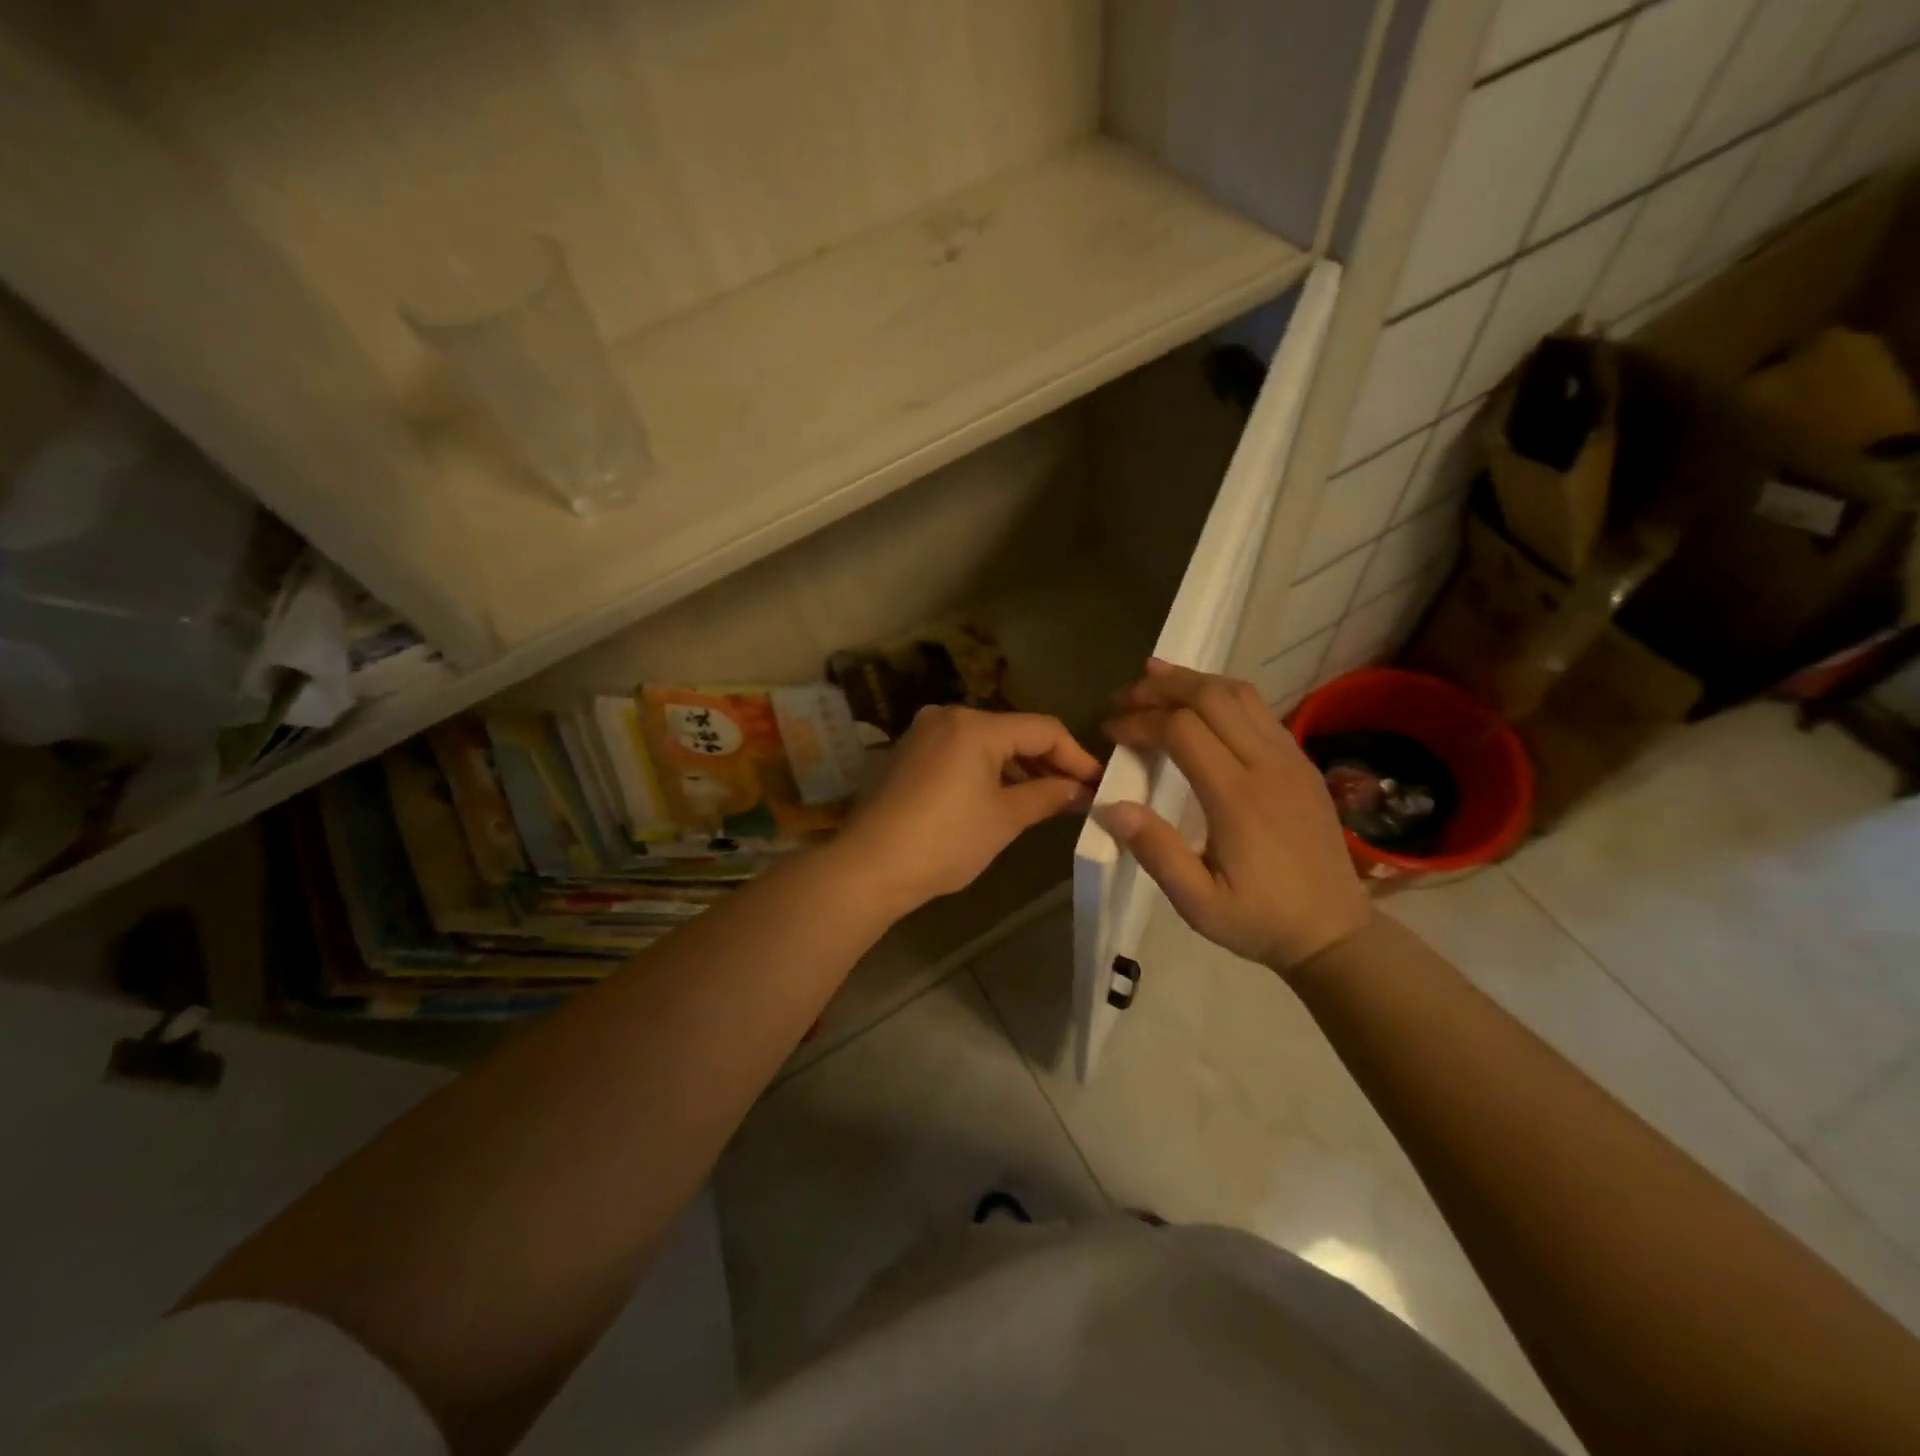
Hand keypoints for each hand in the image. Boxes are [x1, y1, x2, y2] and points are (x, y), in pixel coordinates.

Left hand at [833, 706, 1101, 916]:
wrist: (868, 867)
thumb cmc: (944, 841)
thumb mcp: (1004, 819)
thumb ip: (1048, 796)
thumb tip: (1082, 790)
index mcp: (976, 725)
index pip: (1043, 729)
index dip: (1076, 755)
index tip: (1099, 783)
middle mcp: (948, 716)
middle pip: (1013, 731)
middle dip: (1047, 761)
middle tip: (1077, 793)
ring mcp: (924, 733)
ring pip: (986, 742)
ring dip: (1017, 766)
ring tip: (1046, 797)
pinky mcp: (909, 753)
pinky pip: (961, 752)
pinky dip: (987, 769)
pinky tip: (1003, 794)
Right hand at [1103, 660, 1371, 974]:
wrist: (1335, 932)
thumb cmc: (1260, 920)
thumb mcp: (1198, 903)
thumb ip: (1156, 851)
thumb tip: (1111, 806)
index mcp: (1238, 798)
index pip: (1181, 730)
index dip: (1140, 722)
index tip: (1111, 732)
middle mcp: (1267, 765)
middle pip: (1210, 697)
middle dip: (1160, 688)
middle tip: (1123, 697)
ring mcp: (1291, 758)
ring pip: (1239, 693)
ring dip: (1193, 681)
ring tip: (1155, 679)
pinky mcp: (1301, 762)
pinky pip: (1259, 709)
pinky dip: (1221, 694)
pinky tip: (1200, 703)